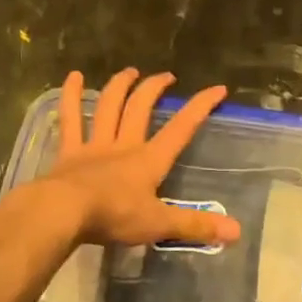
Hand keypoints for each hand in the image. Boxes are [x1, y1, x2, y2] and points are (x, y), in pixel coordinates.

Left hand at [39, 68, 240, 250]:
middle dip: (155, 89)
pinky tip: (72, 76)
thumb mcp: (159, 224)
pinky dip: (70, 95)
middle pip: (141, 109)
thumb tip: (237, 231)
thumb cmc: (114, 216)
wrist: (64, 212)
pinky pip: (70, 118)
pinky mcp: (69, 151)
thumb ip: (195, 224)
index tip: (217, 88)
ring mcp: (94, 145)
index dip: (200, 107)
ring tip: (129, 71)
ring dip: (120, 86)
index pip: (181, 129)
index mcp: (148, 161)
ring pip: (109, 106)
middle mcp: (124, 145)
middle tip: (166, 76)